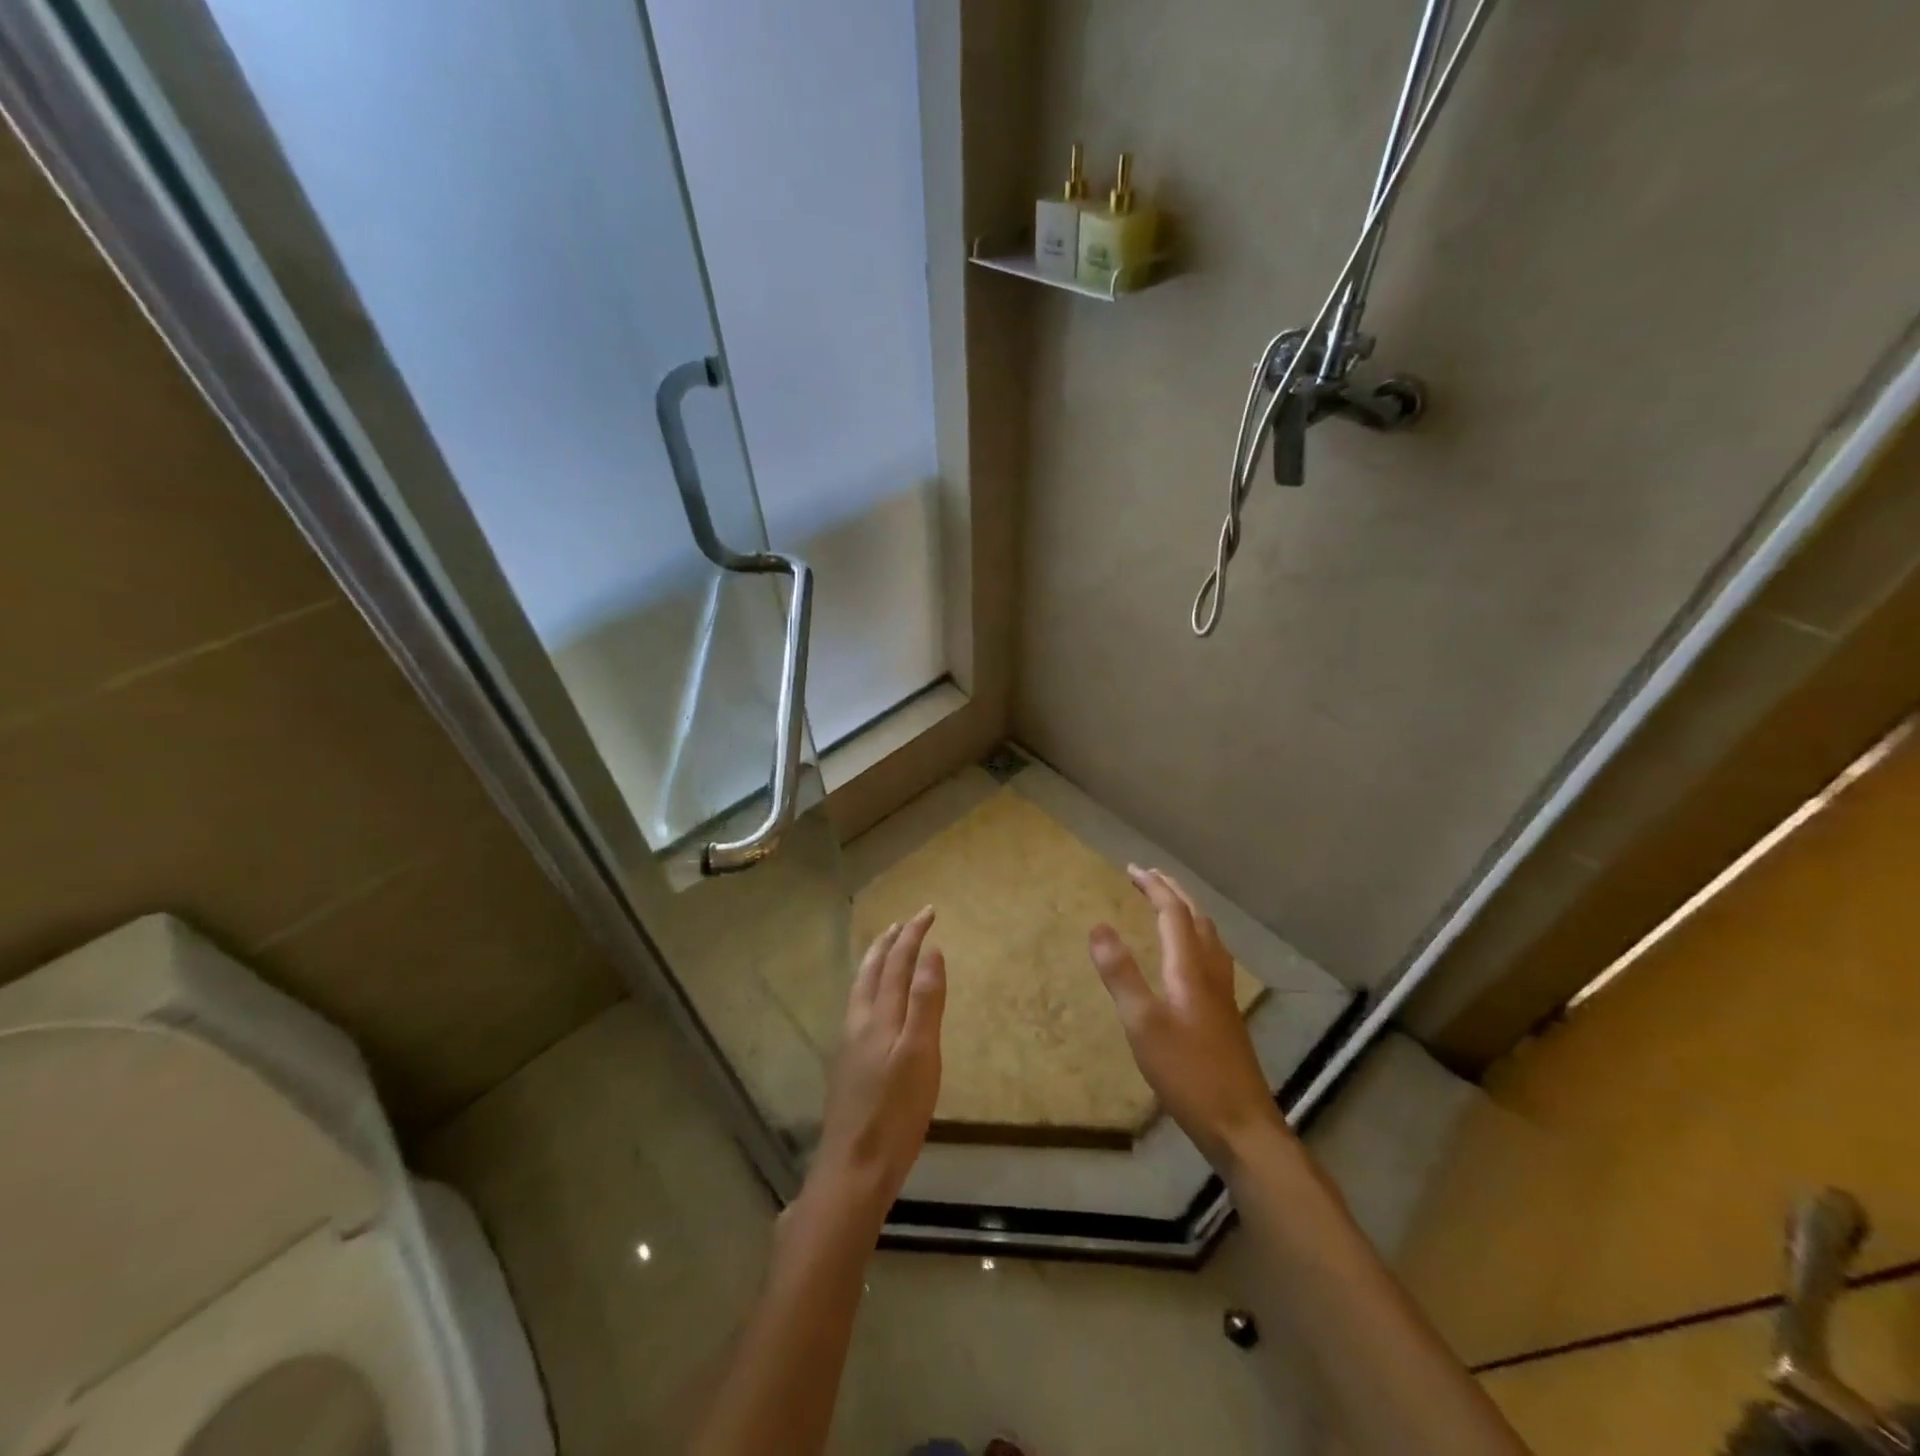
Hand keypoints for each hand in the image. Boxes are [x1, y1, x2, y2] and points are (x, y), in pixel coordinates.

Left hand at [807, 906, 945, 1223]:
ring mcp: (849, 1044)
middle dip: (890, 942)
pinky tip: (874, 1004)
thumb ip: (925, 1001)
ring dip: (876, 962)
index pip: (898, 962)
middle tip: (904, 922)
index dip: (913, 935)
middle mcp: (859, 1022)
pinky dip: (871, 987)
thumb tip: (931, 952)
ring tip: (886, 950)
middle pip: (873, 970)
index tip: (928, 911)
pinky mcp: (848, 1065)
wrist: (854, 1168)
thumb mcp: (921, 1054)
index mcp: (879, 1015)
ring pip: (862, 988)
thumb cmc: (896, 1112)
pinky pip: (859, 1007)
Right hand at [1088, 867, 1286, 1170]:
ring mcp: (1223, 994)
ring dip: (1187, 912)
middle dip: (1172, 892)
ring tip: (1169, 905)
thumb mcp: (1142, 1023)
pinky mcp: (1225, 1014)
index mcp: (1190, 968)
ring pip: (1209, 937)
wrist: (1241, 1124)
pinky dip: (1196, 937)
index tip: (1132, 868)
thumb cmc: (1186, 1072)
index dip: (1154, 887)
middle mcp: (1211, 972)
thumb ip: (1120, 973)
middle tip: (1149, 877)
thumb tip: (1098, 925)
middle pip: (1196, 918)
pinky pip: (1211, 956)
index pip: (1173, 913)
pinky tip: (1190, 959)